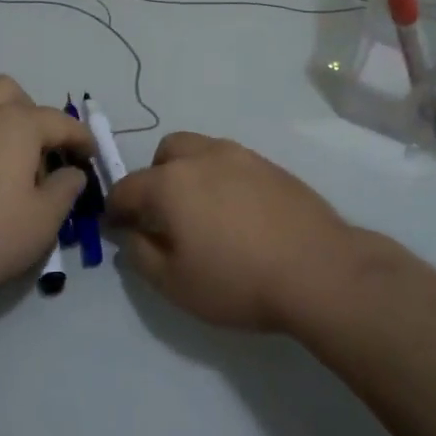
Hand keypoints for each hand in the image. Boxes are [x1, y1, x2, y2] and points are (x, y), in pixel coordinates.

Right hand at [105, 132, 358, 332]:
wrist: (318, 270)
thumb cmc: (238, 281)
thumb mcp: (175, 284)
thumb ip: (141, 255)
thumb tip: (130, 234)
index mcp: (171, 182)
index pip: (128, 187)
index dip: (116, 209)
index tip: (117, 228)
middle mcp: (202, 157)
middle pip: (165, 154)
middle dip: (155, 178)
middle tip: (164, 215)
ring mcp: (241, 156)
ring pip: (201, 151)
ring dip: (190, 173)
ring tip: (204, 212)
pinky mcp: (271, 165)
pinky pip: (233, 163)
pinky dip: (222, 179)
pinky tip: (239, 214)